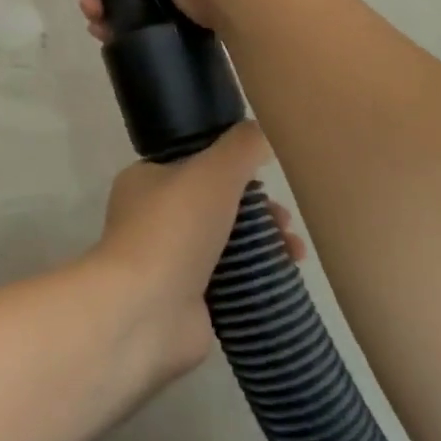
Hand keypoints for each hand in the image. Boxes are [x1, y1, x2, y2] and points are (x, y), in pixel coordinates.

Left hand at [91, 120, 304, 380]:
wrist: (146, 310)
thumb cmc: (174, 229)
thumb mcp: (212, 171)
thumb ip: (241, 147)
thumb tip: (262, 131)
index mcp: (146, 180)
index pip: (194, 164)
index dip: (233, 168)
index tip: (266, 177)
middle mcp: (152, 218)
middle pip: (215, 205)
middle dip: (256, 209)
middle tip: (285, 220)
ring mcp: (168, 261)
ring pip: (225, 243)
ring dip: (264, 243)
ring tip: (294, 252)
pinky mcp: (187, 300)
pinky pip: (229, 281)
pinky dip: (256, 277)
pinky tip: (285, 277)